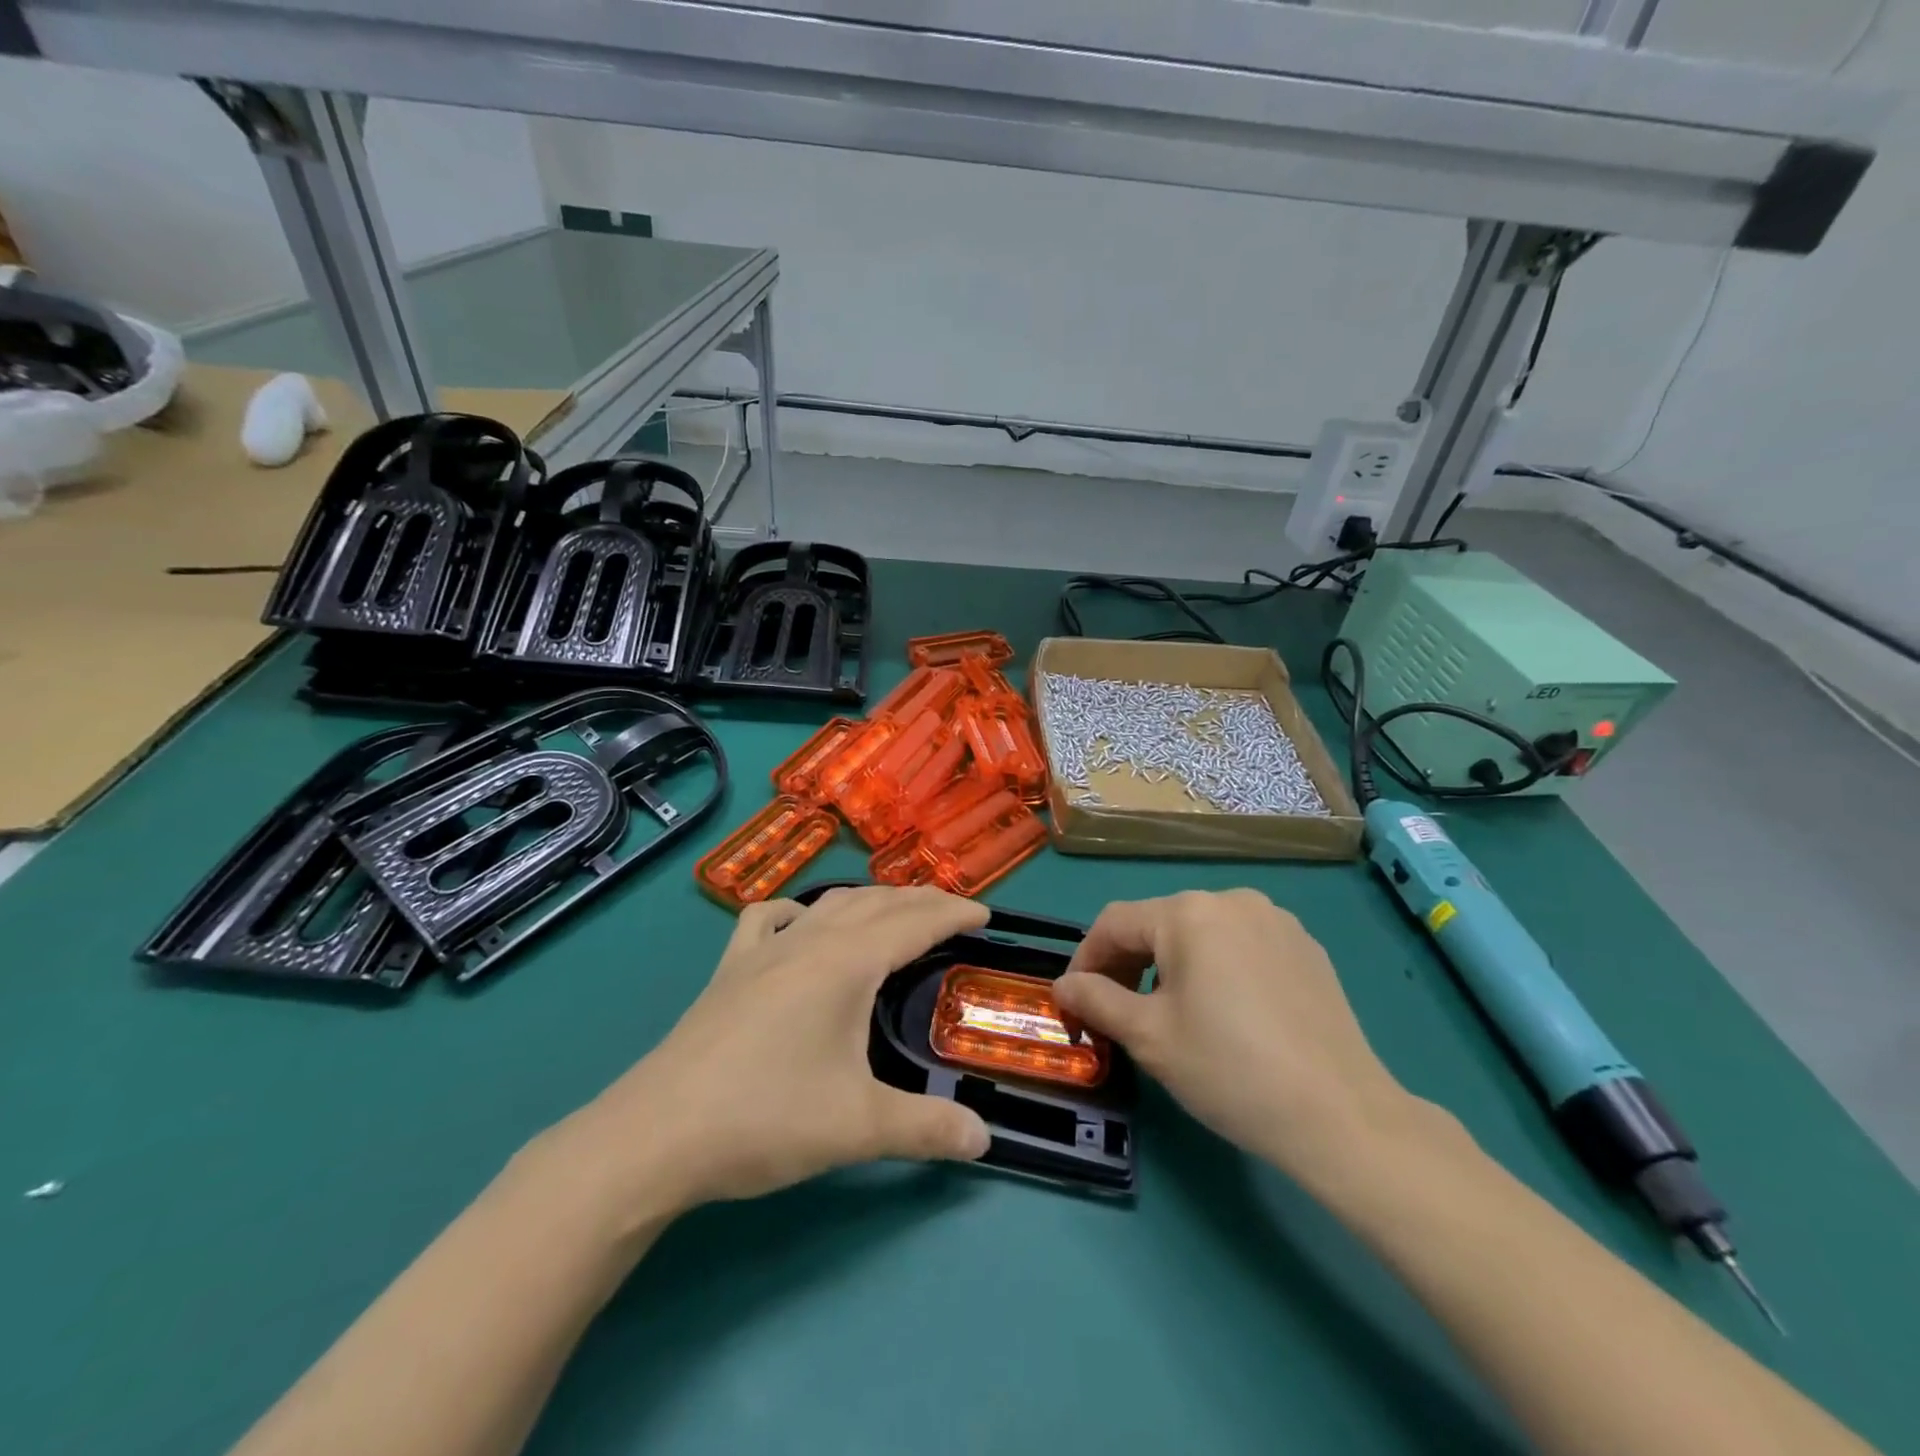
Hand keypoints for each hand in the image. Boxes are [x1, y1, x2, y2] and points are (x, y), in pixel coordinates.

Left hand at [559, 887, 992, 1219]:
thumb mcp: (859, 1127)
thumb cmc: (766, 1118)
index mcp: (846, 963)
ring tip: (894, 914)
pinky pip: (768, 919)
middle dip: (921, 901)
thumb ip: (928, 1129)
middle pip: (876, 903)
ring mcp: (763, 951)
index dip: (954, 914)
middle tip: (954, 911)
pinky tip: (799, 925)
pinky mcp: (729, 970)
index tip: (986, 915)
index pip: (914, 922)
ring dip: (870, 901)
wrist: (656, 1134)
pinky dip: (797, 912)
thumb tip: (985, 1139)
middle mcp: (809, 941)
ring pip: (828, 904)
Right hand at [1052, 889, 1421, 1184]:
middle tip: (1118, 1013)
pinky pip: (1241, 945)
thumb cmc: (1230, 1070)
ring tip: (1171, 1015)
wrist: (1342, 1116)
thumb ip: (1096, 1000)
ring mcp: (1276, 921)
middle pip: (1159, 924)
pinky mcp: (1306, 948)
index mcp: (1188, 912)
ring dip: (1171, 966)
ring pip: (1200, 934)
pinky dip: (1216, 969)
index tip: (1075, 1001)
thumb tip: (1063, 986)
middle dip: (1128, 965)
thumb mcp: (1149, 1037)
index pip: (1115, 923)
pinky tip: (1226, 1014)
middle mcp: (1231, 900)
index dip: (1086, 959)